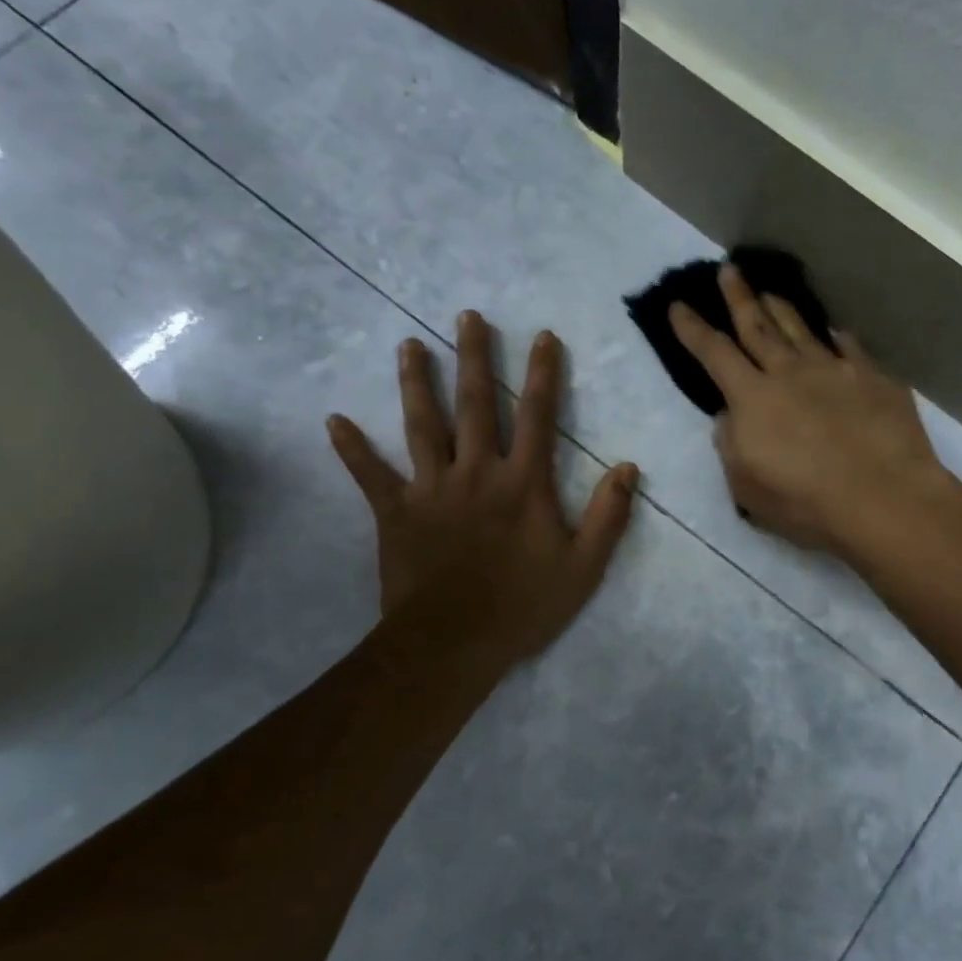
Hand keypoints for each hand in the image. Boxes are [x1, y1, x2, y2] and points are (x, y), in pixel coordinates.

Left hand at [327, 311, 638, 668]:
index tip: (542, 336)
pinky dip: (352, 449)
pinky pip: (370, 475)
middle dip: (474, 358)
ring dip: (416, 384)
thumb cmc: (524, 605)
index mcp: (523, 483)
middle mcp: (476, 472)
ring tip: (409, 346)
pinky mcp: (395, 512)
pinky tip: (334, 420)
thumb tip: (628, 467)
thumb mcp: (584, 567)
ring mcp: (431, 489)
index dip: (542, 374)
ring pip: (422, 426)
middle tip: (466, 316)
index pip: (537, 416)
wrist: (454, 644)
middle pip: (475, 405)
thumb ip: (608, 515)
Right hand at [669, 264, 956, 556]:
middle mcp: (790, 373)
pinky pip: (849, 348)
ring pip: (801, 330)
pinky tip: (834, 331)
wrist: (884, 498)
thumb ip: (731, 446)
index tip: (678, 305)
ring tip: (771, 291)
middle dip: (739, 297)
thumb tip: (729, 417)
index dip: (693, 329)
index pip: (714, 354)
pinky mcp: (873, 378)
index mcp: (753, 399)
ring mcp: (835, 370)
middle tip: (729, 269)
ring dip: (782, 308)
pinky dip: (836, 337)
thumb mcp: (747, 487)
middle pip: (758, 327)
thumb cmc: (806, 502)